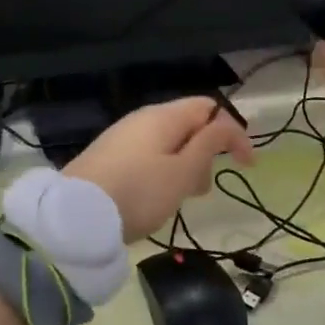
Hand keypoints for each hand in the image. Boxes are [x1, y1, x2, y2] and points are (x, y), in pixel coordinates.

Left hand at [66, 97, 255, 241]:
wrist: (76, 215)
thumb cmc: (139, 192)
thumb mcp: (182, 172)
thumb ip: (208, 145)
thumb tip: (225, 124)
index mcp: (164, 116)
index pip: (210, 109)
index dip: (234, 133)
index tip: (247, 166)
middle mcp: (142, 118)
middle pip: (188, 125)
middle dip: (206, 153)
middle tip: (202, 189)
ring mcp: (123, 136)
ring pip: (168, 144)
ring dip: (185, 166)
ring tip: (180, 198)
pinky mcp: (109, 156)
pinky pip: (148, 156)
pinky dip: (163, 172)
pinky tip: (156, 197)